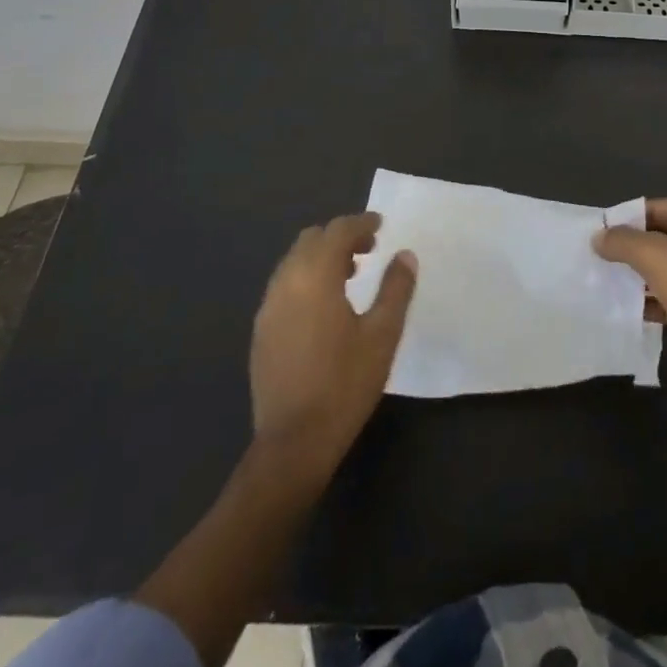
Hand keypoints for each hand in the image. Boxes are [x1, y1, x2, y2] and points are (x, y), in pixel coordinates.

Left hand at [250, 213, 416, 472]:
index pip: (337, 231)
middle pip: (311, 240)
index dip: (361, 223)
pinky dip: (305, 279)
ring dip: (321, 258)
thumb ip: (396, 288)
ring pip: (294, 262)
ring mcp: (268, 307)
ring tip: (350, 276)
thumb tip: (405, 255)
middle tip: (368, 250)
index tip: (381, 225)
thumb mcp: (383, 335)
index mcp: (315, 276)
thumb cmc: (345, 384)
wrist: (294, 442)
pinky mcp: (261, 331)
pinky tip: (324, 306)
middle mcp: (286, 282)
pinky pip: (284, 286)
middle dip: (340, 237)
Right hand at [595, 198, 666, 404]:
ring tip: (609, 287)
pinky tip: (634, 312)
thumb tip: (599, 236)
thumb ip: (623, 242)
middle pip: (662, 237)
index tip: (595, 237)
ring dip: (642, 278)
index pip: (656, 208)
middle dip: (632, 251)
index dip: (625, 221)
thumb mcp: (657, 258)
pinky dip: (657, 301)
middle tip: (598, 263)